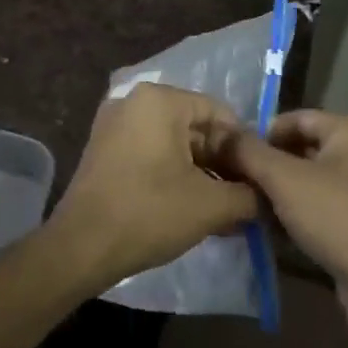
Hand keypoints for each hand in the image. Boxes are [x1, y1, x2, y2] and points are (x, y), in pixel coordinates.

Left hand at [49, 83, 257, 291]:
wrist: (80, 247)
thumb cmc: (149, 213)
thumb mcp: (210, 205)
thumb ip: (248, 195)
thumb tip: (266, 197)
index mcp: (160, 100)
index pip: (219, 113)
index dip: (243, 147)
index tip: (257, 180)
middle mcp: (134, 101)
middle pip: (195, 127)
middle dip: (221, 163)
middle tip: (242, 198)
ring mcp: (114, 125)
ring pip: (173, 143)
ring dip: (200, 173)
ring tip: (222, 210)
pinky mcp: (103, 150)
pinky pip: (150, 153)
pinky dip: (173, 175)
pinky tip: (191, 208)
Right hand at [222, 111, 347, 345]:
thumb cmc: (340, 220)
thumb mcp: (287, 180)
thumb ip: (250, 152)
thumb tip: (219, 132)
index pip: (294, 118)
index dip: (258, 133)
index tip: (226, 154)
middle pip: (298, 150)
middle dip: (262, 166)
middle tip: (226, 181)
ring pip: (304, 182)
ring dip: (272, 194)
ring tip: (237, 205)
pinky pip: (314, 208)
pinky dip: (289, 215)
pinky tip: (260, 228)